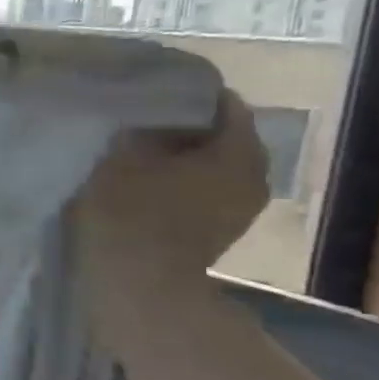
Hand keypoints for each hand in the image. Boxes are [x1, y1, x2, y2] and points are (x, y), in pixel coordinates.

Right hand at [76, 86, 269, 283]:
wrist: (137, 285)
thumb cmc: (130, 212)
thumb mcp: (123, 155)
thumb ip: (141, 126)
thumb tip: (148, 112)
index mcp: (239, 150)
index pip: (224, 103)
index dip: (187, 94)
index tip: (152, 94)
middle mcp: (255, 175)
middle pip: (223, 135)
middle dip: (187, 127)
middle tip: (144, 122)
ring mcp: (241, 209)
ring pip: (215, 165)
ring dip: (184, 157)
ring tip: (143, 153)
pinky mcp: (220, 232)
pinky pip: (207, 191)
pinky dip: (184, 182)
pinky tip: (150, 184)